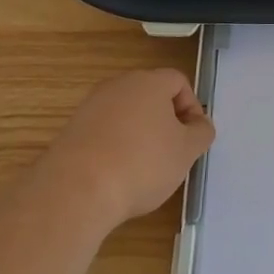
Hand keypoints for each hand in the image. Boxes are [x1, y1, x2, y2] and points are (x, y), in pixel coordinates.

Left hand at [48, 69, 214, 227]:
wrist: (76, 191)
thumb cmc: (142, 163)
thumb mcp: (187, 151)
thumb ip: (201, 132)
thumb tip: (199, 124)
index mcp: (149, 82)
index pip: (178, 81)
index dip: (192, 107)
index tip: (192, 136)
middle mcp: (118, 86)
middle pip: (150, 95)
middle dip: (165, 121)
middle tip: (171, 151)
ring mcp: (90, 106)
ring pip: (126, 114)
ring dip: (139, 134)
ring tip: (143, 167)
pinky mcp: (71, 130)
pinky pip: (104, 132)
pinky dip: (114, 147)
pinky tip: (117, 175)